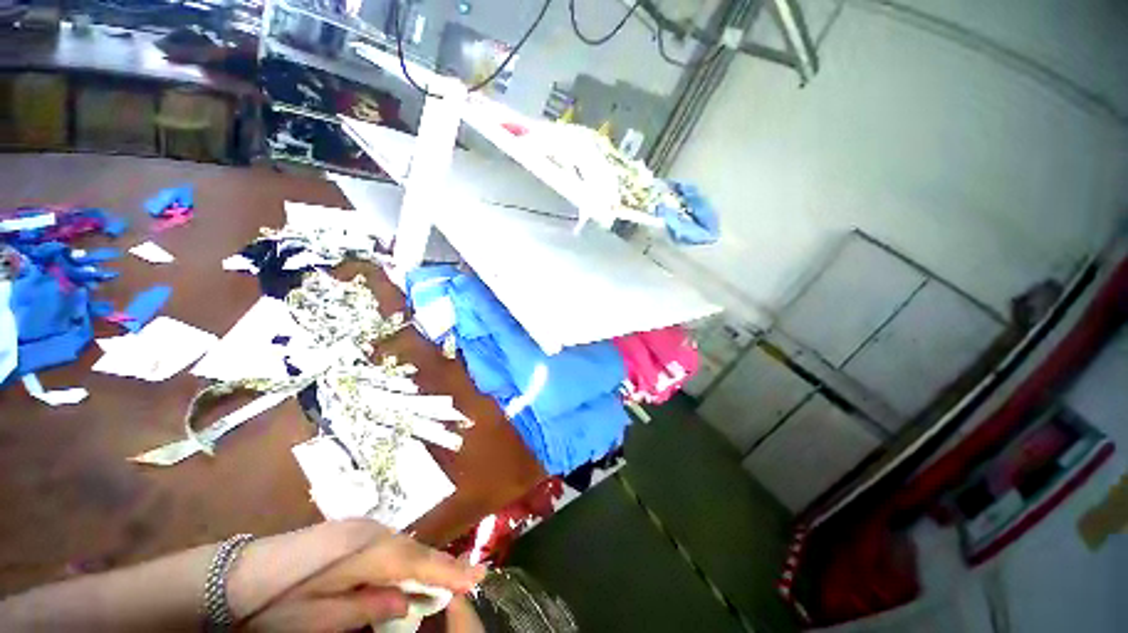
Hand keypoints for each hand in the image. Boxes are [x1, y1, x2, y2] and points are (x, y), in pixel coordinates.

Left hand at [225, 519, 484, 631]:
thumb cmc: (275, 604)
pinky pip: (389, 543)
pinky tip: (408, 571)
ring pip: (403, 544)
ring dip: (423, 562)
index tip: (480, 575)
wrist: (234, 575)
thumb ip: (369, 606)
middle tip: (466, 580)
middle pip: (414, 548)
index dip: (449, 570)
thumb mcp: (320, 618)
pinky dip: (404, 557)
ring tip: (444, 578)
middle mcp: (369, 529)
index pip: (417, 560)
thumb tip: (409, 600)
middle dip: (440, 566)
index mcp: (363, 549)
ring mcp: (360, 526)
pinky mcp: (351, 530)